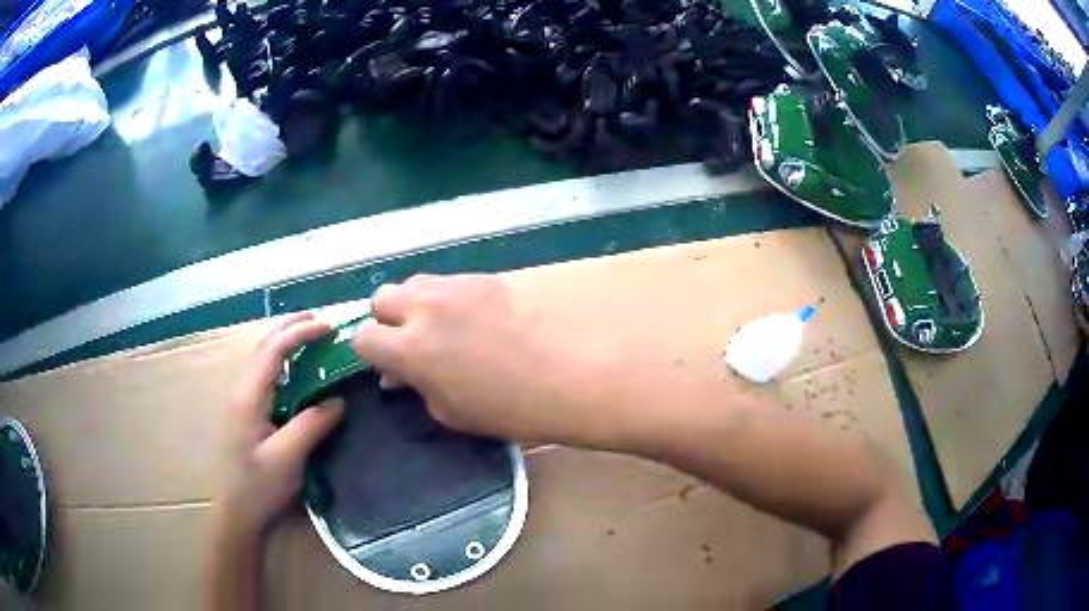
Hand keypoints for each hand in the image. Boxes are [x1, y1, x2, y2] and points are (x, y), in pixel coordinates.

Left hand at [215, 313, 344, 536]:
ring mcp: (240, 399)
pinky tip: (296, 369)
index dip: (300, 333)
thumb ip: (311, 425)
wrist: (237, 510)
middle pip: (263, 345)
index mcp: (248, 397)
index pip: (273, 350)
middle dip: (290, 327)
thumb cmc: (259, 486)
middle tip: (322, 321)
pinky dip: (281, 359)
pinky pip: (264, 373)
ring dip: (285, 340)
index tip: (329, 327)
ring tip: (311, 335)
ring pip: (261, 356)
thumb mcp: (288, 459)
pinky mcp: (245, 410)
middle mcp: (240, 390)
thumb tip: (338, 400)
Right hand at [352, 274, 616, 444]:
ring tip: (439, 329)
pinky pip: (448, 281)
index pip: (364, 337)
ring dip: (414, 304)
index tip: (387, 365)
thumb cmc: (512, 407)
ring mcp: (456, 286)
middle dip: (387, 320)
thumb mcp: (454, 411)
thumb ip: (418, 387)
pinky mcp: (484, 276)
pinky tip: (471, 319)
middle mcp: (425, 308)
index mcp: (410, 348)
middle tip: (409, 343)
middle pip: (382, 298)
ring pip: (414, 283)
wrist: (574, 371)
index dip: (370, 353)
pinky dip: (446, 298)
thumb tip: (398, 373)